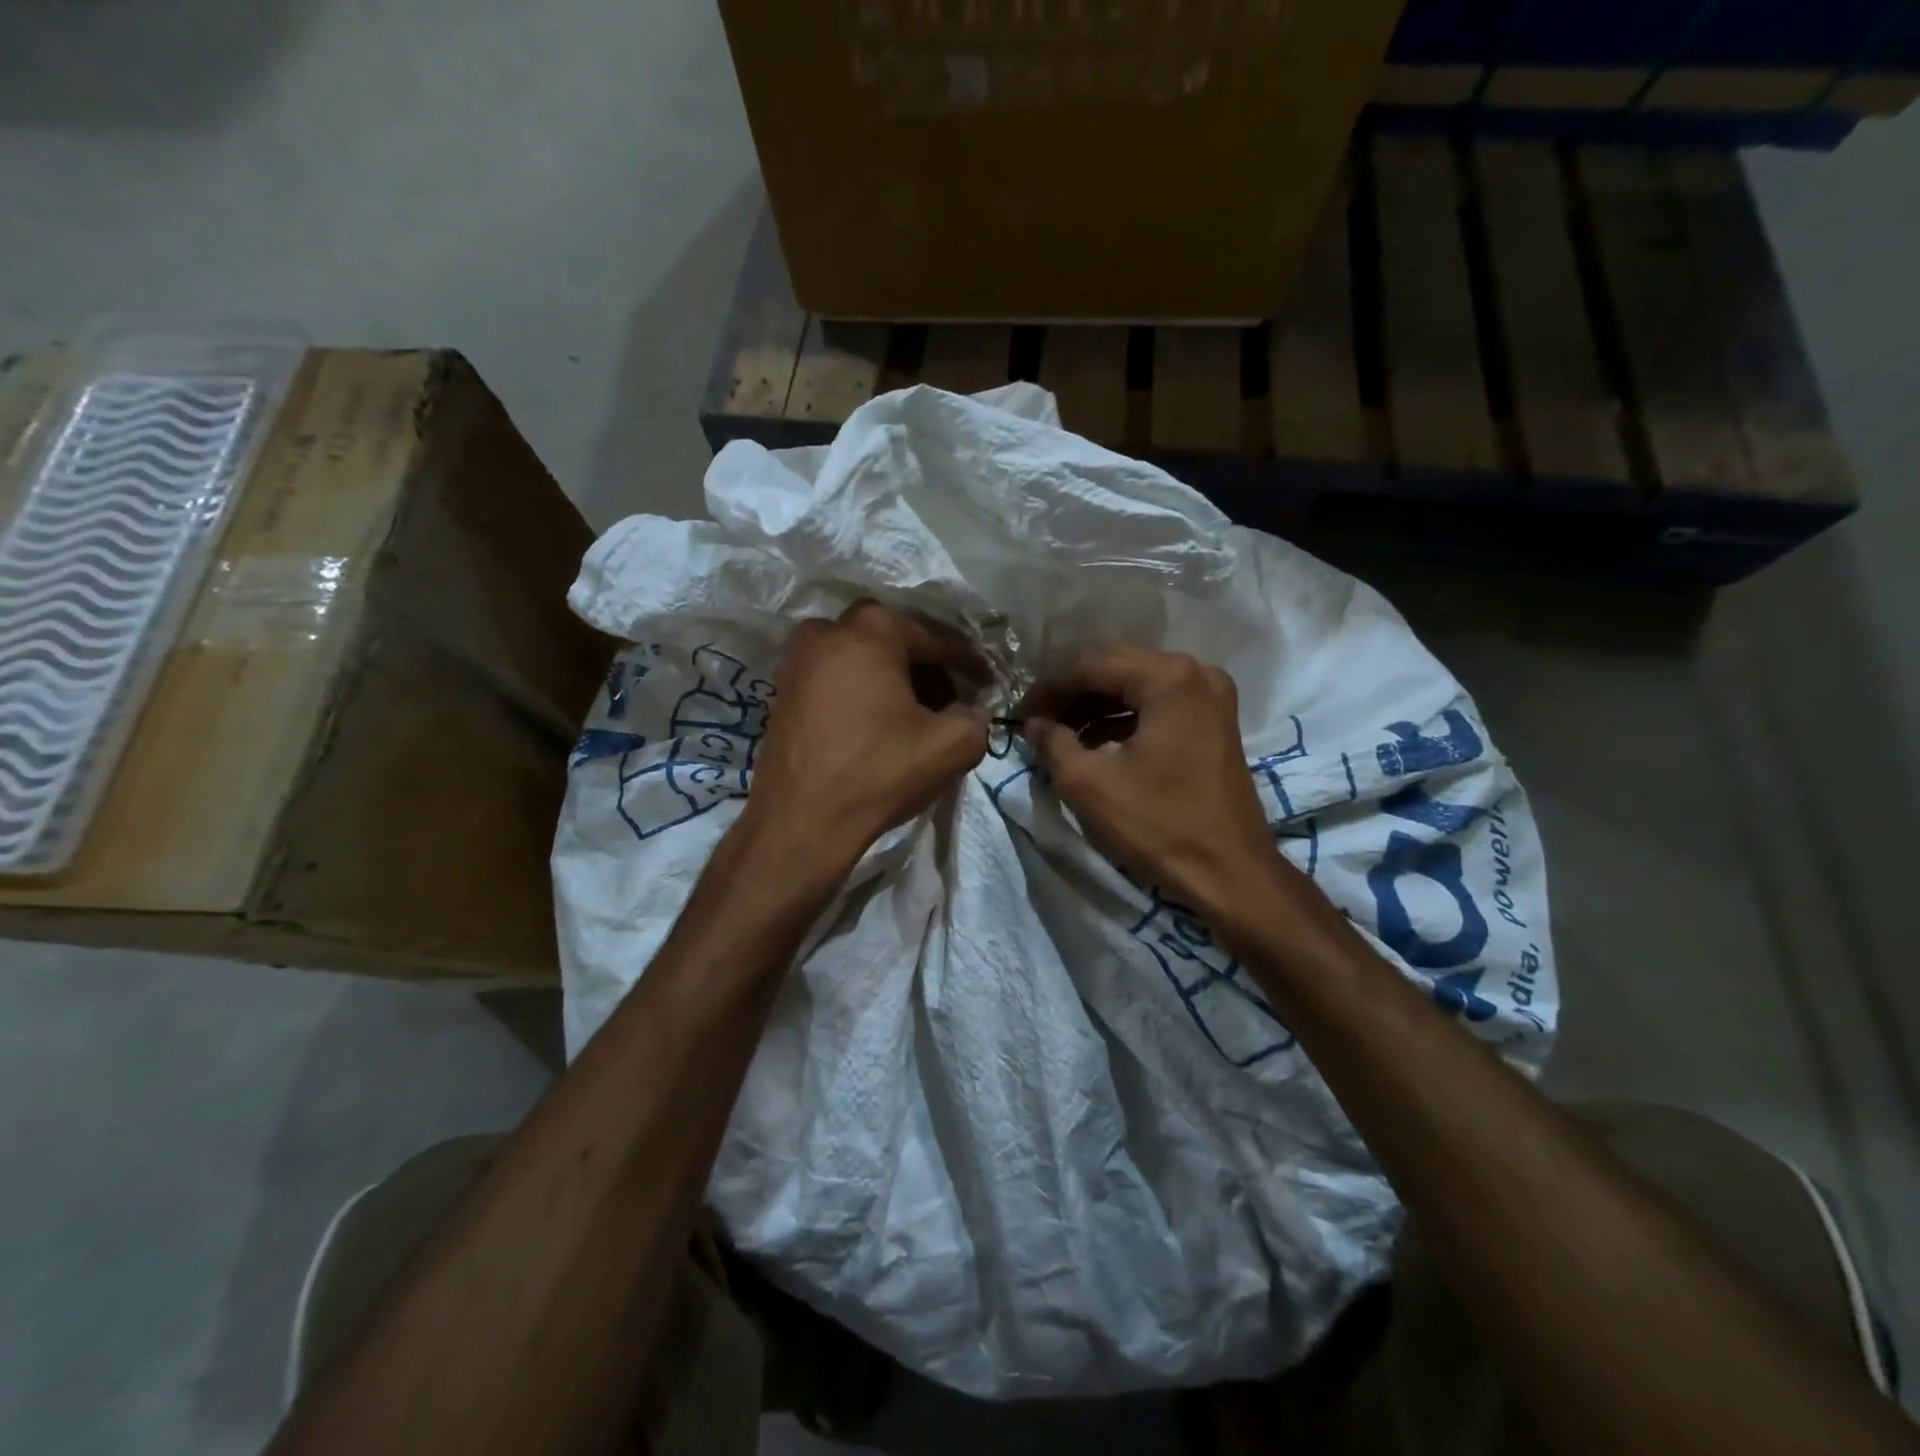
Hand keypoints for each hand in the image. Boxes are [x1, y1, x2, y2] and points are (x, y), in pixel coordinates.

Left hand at [744, 601, 989, 872]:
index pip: (936, 639)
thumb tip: (972, 711)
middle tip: (953, 698)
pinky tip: (881, 721)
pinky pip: (837, 675)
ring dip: (895, 677)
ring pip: (864, 656)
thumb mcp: (951, 746)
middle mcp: (829, 630)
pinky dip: (865, 689)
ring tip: (919, 713)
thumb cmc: (877, 773)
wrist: (800, 821)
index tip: (989, 682)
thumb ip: (976, 717)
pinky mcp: (784, 688)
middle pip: (896, 640)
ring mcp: (798, 658)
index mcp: (872, 629)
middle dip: (929, 667)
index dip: (969, 662)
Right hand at [1022, 646, 1277, 914]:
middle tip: (1038, 721)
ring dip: (1096, 706)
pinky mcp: (1215, 722)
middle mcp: (1195, 673)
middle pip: (1116, 667)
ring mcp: (1211, 696)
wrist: (1230, 873)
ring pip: (1137, 685)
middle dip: (1072, 692)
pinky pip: (1158, 704)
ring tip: (1061, 735)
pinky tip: (1095, 743)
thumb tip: (1034, 723)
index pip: (1091, 665)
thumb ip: (1052, 742)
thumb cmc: (1158, 824)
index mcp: (1168, 678)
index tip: (1021, 715)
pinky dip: (1124, 719)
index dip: (1049, 688)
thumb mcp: (1089, 784)